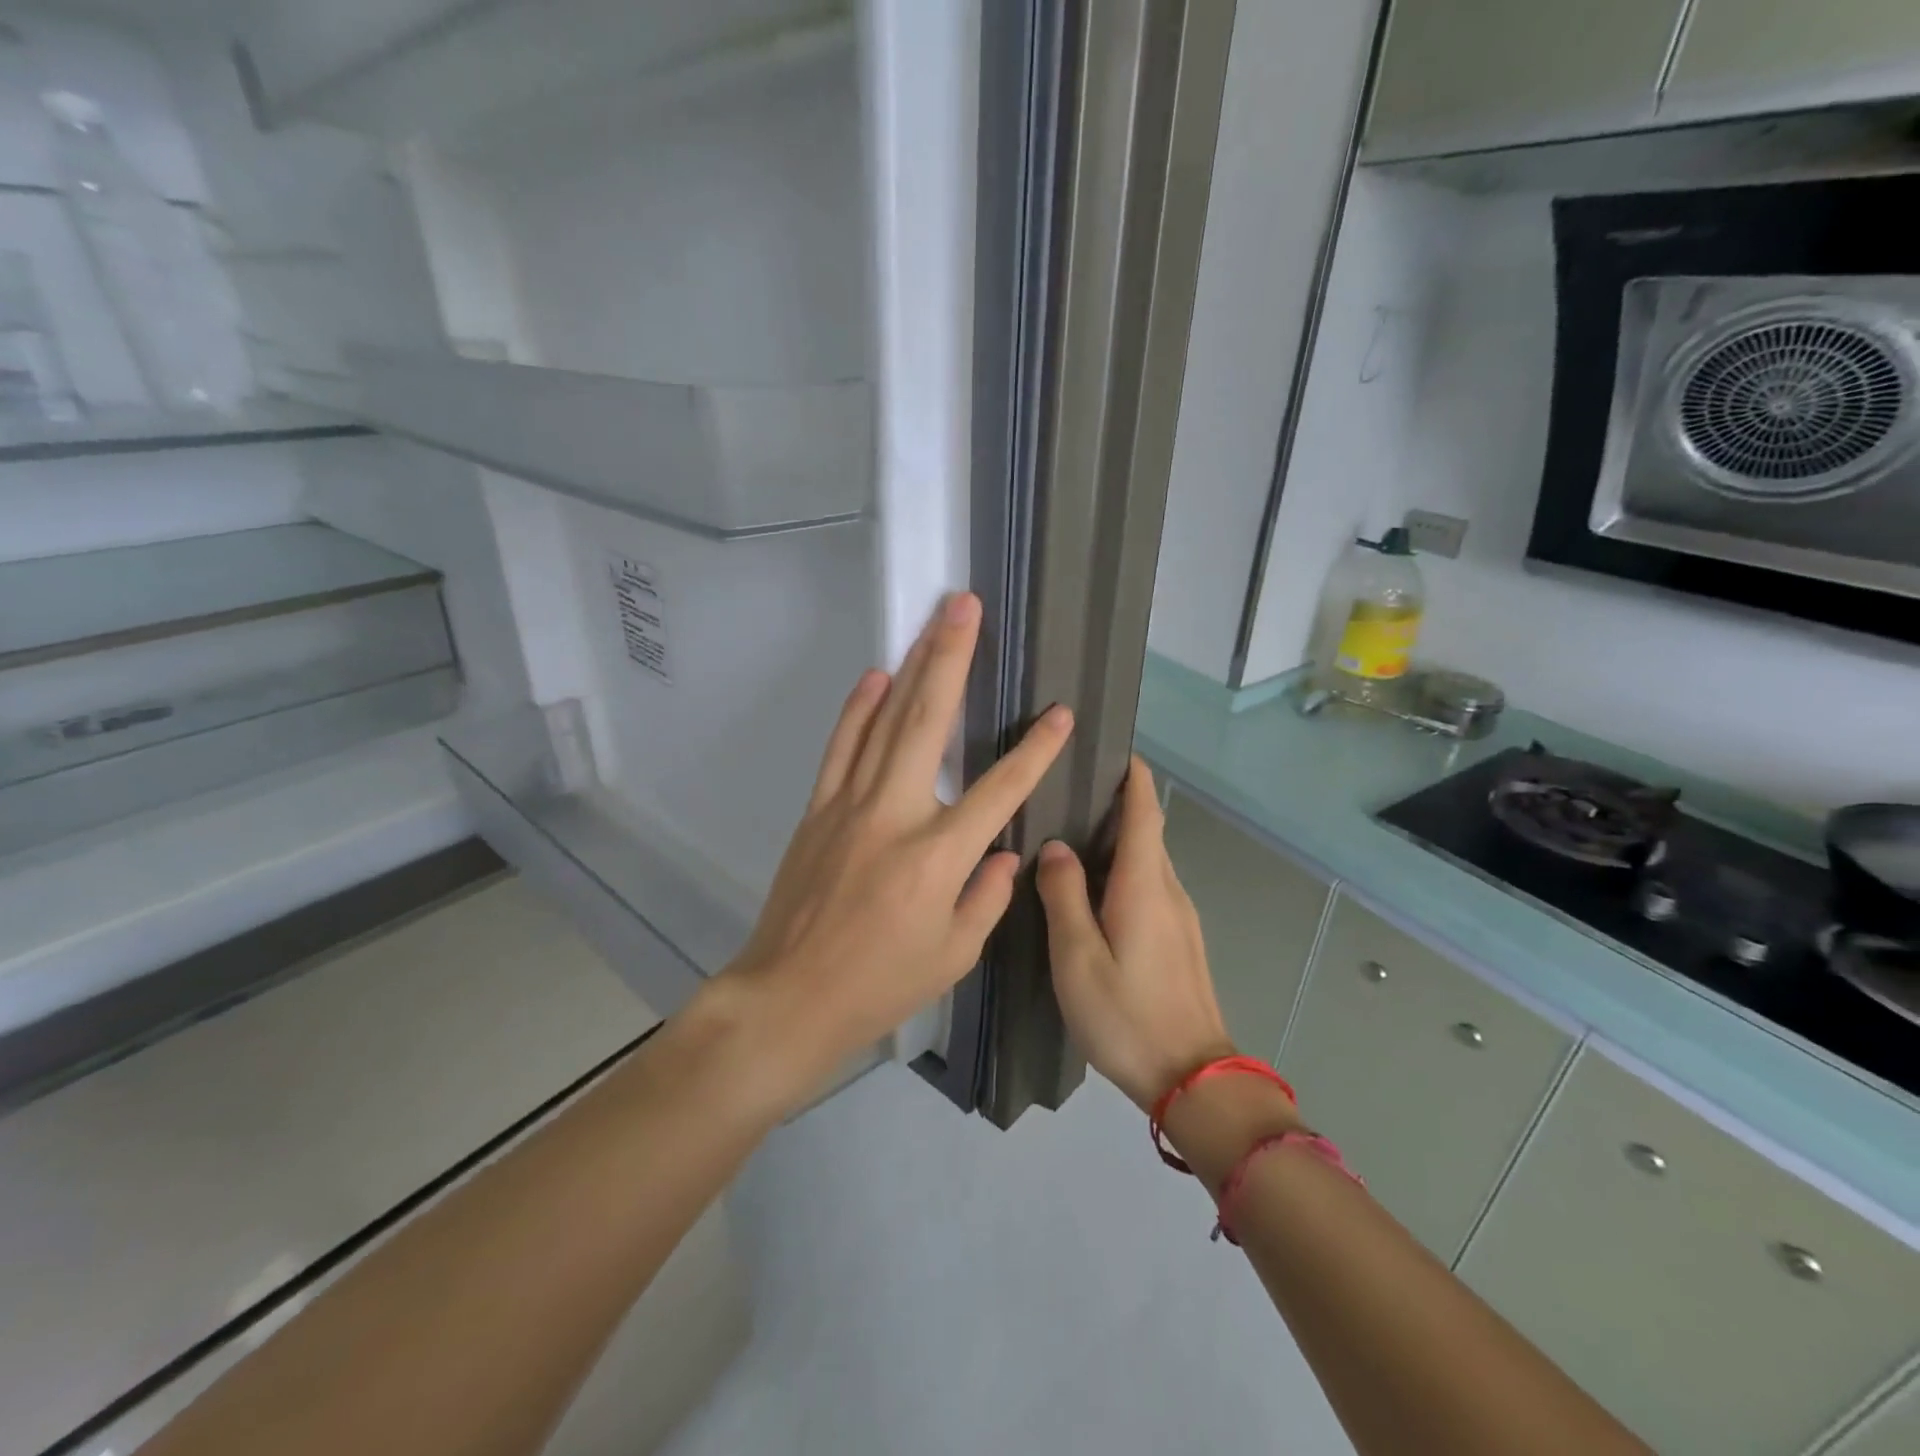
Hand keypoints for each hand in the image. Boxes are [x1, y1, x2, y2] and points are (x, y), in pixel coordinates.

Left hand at [707, 593, 1073, 1111]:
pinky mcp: (818, 810)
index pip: (999, 790)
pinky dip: (857, 709)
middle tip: (965, 607)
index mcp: (937, 857)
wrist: (788, 997)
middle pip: (927, 723)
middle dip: (951, 659)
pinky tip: (875, 677)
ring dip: (909, 667)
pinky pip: (841, 747)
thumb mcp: (953, 954)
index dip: (1035, 751)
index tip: (1061, 714)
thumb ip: (987, 895)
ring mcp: (849, 806)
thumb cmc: (879, 985)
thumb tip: (1006, 852)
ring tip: (931, 624)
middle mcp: (894, 815)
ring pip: (884, 722)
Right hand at [1036, 757, 1234, 1110]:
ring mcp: (1181, 918)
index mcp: (1144, 885)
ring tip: (1072, 840)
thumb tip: (1056, 848)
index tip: (1113, 750)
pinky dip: (1126, 873)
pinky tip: (1095, 894)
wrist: (1194, 1080)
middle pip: (1147, 833)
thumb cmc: (1127, 1015)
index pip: (1145, 812)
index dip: (1133, 777)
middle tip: (1068, 795)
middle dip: (1117, 806)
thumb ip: (1064, 896)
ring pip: (1149, 863)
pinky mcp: (1181, 942)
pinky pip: (1152, 888)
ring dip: (1120, 842)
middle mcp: (1169, 891)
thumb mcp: (1078, 957)